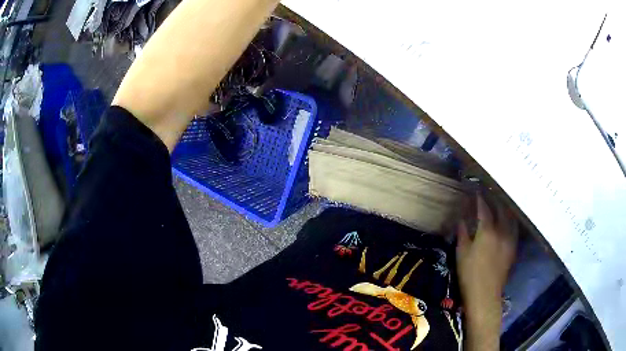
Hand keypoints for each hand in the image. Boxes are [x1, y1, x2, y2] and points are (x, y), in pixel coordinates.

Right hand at [456, 195, 517, 349]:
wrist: (485, 294)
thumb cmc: (469, 274)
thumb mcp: (461, 253)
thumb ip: (463, 233)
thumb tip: (461, 219)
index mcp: (487, 231)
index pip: (484, 209)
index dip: (480, 199)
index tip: (477, 190)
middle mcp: (502, 231)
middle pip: (501, 209)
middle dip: (495, 199)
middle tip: (490, 192)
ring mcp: (510, 239)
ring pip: (511, 217)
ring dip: (505, 207)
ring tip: (501, 202)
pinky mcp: (513, 248)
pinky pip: (514, 227)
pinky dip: (510, 219)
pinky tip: (508, 220)